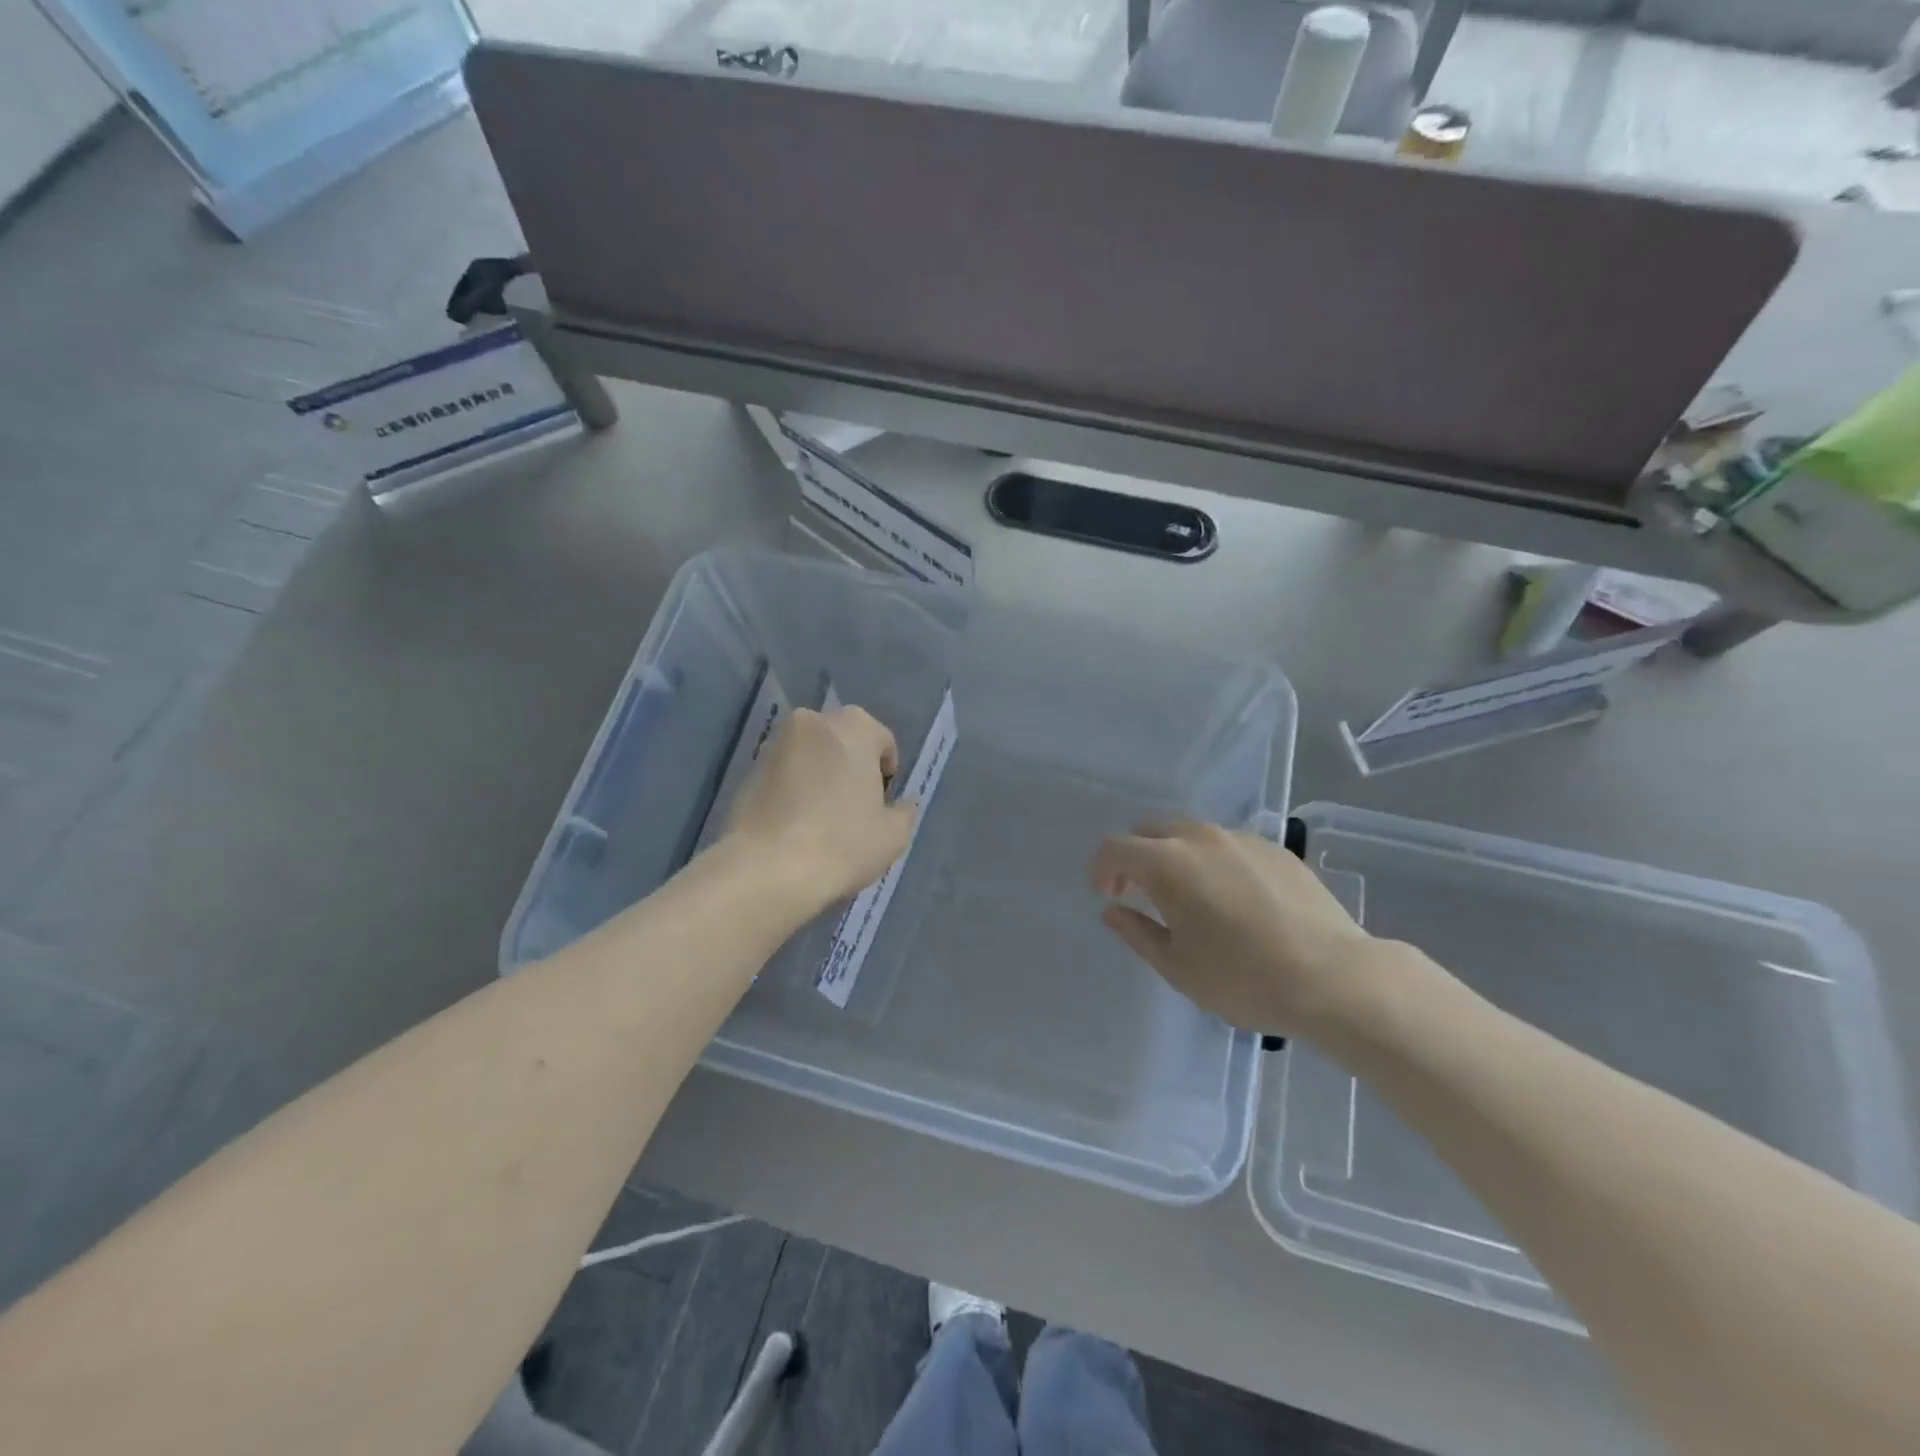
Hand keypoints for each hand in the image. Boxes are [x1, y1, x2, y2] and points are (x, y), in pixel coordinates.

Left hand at [726, 706, 917, 909]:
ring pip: (811, 755)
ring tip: (823, 819)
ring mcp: (776, 744)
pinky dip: (794, 789)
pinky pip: (785, 774)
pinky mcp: (748, 771)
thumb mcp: (894, 834)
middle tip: (855, 807)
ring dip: (821, 776)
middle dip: (852, 766)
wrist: (768, 869)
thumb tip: (904, 802)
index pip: (882, 740)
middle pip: (844, 741)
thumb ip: (904, 810)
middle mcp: (813, 722)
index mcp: (854, 727)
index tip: (881, 803)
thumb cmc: (843, 843)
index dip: (887, 773)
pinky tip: (797, 825)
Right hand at [1091, 820, 1378, 1037]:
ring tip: (1189, 897)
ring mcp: (1241, 838)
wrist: (1334, 978)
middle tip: (1141, 893)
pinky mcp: (1275, 848)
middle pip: (1150, 830)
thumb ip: (1136, 931)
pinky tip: (1233, 898)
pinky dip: (1212, 860)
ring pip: (1190, 833)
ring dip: (1174, 855)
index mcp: (1167, 863)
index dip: (1102, 869)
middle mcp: (1200, 837)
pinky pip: (1227, 843)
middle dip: (1135, 856)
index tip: (1109, 896)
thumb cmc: (1243, 979)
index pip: (1115, 847)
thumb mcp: (1177, 966)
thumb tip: (1113, 910)